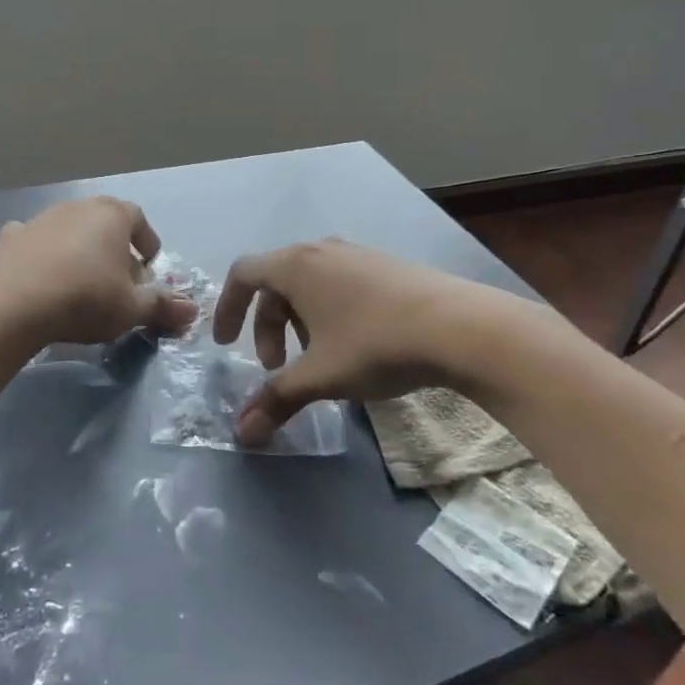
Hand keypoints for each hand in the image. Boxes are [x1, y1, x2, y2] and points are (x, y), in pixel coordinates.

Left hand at [0, 197, 197, 346]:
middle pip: (105, 223)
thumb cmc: (86, 298)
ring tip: (82, 282)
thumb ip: (163, 306)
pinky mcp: (11, 238)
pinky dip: (41, 252)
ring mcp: (42, 219)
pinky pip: (34, 240)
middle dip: (115, 248)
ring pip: (70, 230)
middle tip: (119, 281)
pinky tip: (41, 274)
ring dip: (79, 250)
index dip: (147, 242)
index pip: (139, 219)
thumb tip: (192, 311)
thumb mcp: (132, 308)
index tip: (149, 268)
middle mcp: (78, 208)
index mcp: (113, 215)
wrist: (15, 304)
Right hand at [211, 239, 487, 445]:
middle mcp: (322, 250)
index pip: (243, 274)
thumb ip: (277, 400)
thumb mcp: (321, 376)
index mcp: (296, 265)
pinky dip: (328, 312)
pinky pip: (339, 283)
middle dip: (267, 327)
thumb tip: (242, 433)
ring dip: (298, 322)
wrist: (460, 326)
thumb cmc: (375, 343)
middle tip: (276, 367)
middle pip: (276, 283)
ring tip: (317, 359)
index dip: (227, 308)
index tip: (225, 344)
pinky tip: (353, 345)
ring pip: (310, 284)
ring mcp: (357, 254)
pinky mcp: (386, 266)